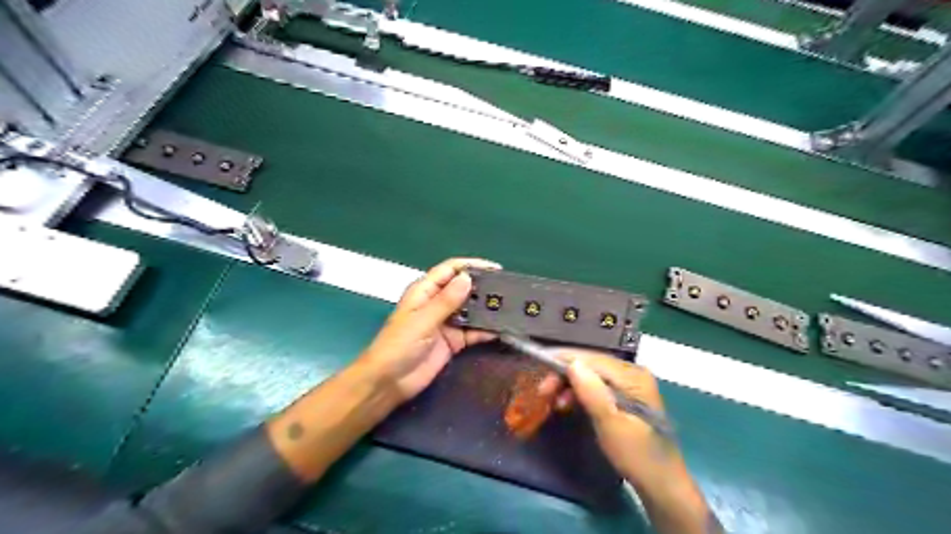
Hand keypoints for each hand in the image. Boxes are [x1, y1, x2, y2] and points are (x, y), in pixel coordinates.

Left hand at [358, 257, 497, 400]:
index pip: (450, 270)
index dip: (472, 266)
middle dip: (483, 287)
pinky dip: (486, 330)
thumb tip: (467, 278)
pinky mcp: (453, 342)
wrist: (389, 382)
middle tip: (508, 289)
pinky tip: (502, 329)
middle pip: (463, 288)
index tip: (495, 268)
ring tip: (510, 307)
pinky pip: (473, 332)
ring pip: (471, 310)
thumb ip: (446, 301)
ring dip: (487, 309)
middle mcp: (437, 303)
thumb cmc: (398, 346)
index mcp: (425, 291)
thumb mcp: (422, 320)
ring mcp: (446, 323)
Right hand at [538, 349, 680, 487]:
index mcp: (633, 376)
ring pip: (590, 375)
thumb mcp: (610, 424)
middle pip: (591, 364)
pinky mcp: (624, 396)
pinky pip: (595, 386)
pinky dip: (578, 393)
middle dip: (564, 374)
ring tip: (552, 401)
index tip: (539, 363)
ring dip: (569, 385)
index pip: (593, 359)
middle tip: (543, 391)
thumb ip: (592, 392)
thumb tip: (572, 363)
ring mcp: (629, 384)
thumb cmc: (636, 455)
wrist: (661, 484)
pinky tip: (566, 403)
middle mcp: (632, 373)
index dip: (564, 359)